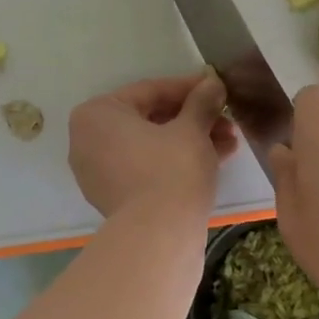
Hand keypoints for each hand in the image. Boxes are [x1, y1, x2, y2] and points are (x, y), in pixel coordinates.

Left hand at [69, 72, 237, 221]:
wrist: (159, 236)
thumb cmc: (171, 169)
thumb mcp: (192, 129)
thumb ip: (201, 102)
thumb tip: (213, 82)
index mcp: (98, 114)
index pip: (151, 91)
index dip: (190, 89)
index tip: (218, 89)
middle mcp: (89, 140)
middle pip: (150, 119)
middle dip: (193, 119)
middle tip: (226, 120)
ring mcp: (99, 172)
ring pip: (152, 146)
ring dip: (191, 140)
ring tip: (229, 142)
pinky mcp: (114, 198)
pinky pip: (147, 168)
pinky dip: (176, 161)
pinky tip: (216, 160)